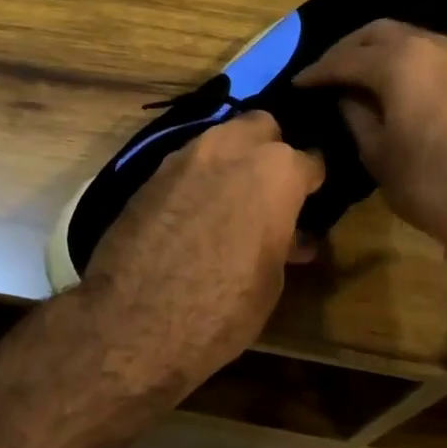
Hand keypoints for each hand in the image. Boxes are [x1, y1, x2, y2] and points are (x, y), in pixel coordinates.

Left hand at [81, 112, 325, 381]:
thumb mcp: (270, 281)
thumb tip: (290, 236)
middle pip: (262, 126)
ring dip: (232, 160)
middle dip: (271, 148)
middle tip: (270, 187)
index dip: (313, 183)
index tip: (312, 200)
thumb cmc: (221, 308)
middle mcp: (231, 148)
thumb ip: (282, 242)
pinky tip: (196, 211)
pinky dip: (199, 178)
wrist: (132, 321)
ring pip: (220, 138)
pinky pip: (187, 163)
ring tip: (232, 199)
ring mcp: (185, 156)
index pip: (311, 160)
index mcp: (276, 172)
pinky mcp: (150, 173)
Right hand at [295, 19, 446, 242]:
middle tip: (326, 72)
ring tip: (356, 73)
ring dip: (378, 50)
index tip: (298, 83)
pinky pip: (430, 51)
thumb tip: (347, 96)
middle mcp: (430, 43)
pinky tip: (392, 78)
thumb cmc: (429, 183)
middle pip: (377, 33)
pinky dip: (406, 58)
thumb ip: (356, 115)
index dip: (318, 72)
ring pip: (408, 36)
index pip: (345, 59)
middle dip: (347, 50)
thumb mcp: (377, 153)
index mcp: (399, 61)